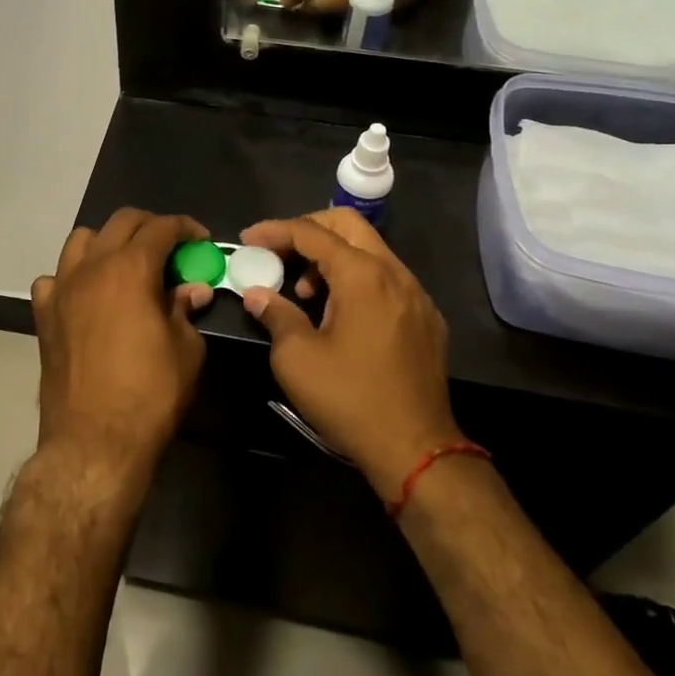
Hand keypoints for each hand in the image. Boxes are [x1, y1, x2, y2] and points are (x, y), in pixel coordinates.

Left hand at [31, 209, 215, 484]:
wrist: (94, 441)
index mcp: (130, 268)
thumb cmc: (150, 393)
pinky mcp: (43, 315)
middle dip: (150, 226)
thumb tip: (192, 289)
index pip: (161, 227)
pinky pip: (54, 278)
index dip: (186, 227)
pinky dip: (72, 277)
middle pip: (121, 222)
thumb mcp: (186, 350)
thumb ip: (185, 309)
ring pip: (81, 240)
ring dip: (107, 242)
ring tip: (126, 264)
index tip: (201, 240)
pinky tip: (87, 297)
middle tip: (171, 248)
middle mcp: (92, 266)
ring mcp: (62, 288)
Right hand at [238, 208, 460, 501]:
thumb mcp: (297, 358)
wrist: (416, 450)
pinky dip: (357, 278)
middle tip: (279, 252)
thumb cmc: (349, 399)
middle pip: (348, 225)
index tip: (248, 240)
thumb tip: (257, 294)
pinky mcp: (426, 318)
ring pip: (370, 250)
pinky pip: (387, 278)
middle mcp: (395, 272)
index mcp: (362, 274)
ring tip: (305, 292)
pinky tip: (339, 313)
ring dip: (332, 257)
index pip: (312, 233)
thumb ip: (276, 314)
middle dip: (307, 230)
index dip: (275, 231)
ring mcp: (416, 295)